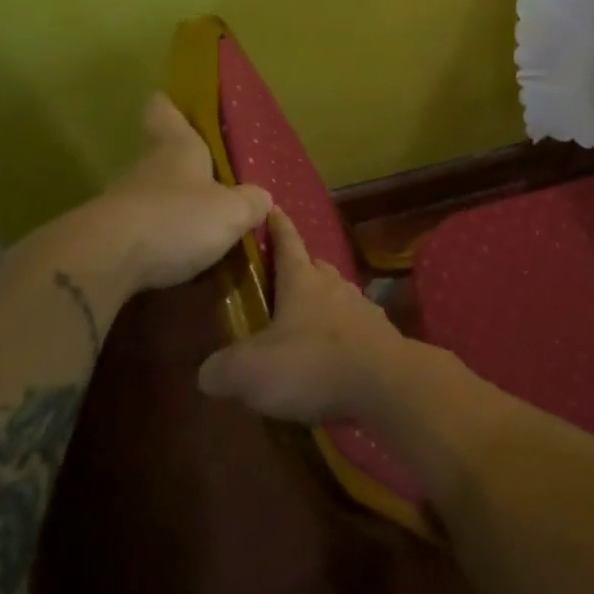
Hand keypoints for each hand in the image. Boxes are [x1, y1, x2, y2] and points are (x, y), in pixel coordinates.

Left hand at [15, 93, 270, 305]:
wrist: (106, 261)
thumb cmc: (177, 218)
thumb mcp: (232, 211)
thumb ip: (251, 203)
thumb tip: (261, 198)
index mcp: (177, 148)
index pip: (164, 111)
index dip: (170, 106)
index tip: (173, 103)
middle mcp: (147, 168)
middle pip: (162, 159)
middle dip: (186, 172)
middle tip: (217, 189)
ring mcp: (123, 203)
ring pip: (154, 198)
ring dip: (175, 212)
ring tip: (205, 235)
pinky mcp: (109, 238)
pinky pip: (143, 235)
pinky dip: (161, 245)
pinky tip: (182, 263)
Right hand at [198, 208, 418, 424]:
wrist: (385, 384)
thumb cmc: (312, 365)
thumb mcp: (250, 372)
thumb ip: (222, 369)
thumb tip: (208, 373)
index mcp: (302, 281)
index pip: (287, 242)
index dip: (277, 226)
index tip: (273, 209)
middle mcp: (335, 286)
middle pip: (316, 267)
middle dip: (301, 268)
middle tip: (283, 279)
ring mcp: (363, 309)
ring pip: (339, 295)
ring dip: (324, 302)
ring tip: (306, 321)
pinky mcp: (382, 336)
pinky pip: (357, 326)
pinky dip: (343, 333)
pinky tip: (335, 353)